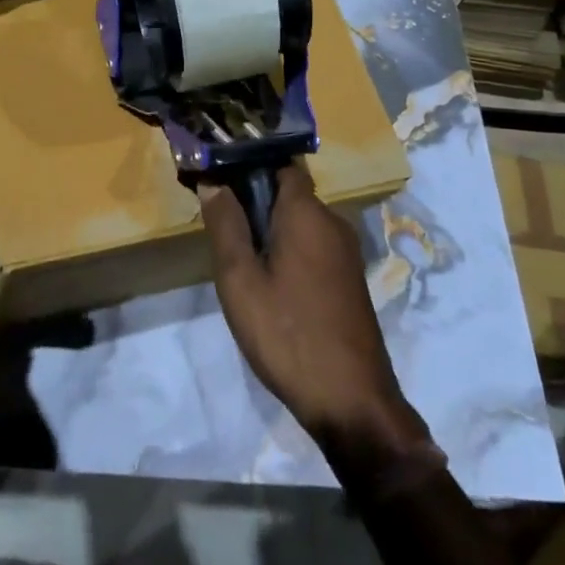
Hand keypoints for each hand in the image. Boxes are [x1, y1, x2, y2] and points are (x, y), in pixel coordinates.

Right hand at [199, 165, 431, 455]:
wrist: (351, 400)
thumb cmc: (286, 334)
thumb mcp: (240, 279)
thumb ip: (225, 225)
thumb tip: (214, 181)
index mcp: (307, 214)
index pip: (282, 163)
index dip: (250, 163)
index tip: (218, 174)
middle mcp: (333, 223)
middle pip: (289, 193)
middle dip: (254, 199)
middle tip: (217, 221)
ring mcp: (346, 253)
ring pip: (300, 222)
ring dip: (270, 228)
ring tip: (236, 253)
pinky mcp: (349, 280)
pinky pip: (313, 245)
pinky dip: (288, 248)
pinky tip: (267, 279)